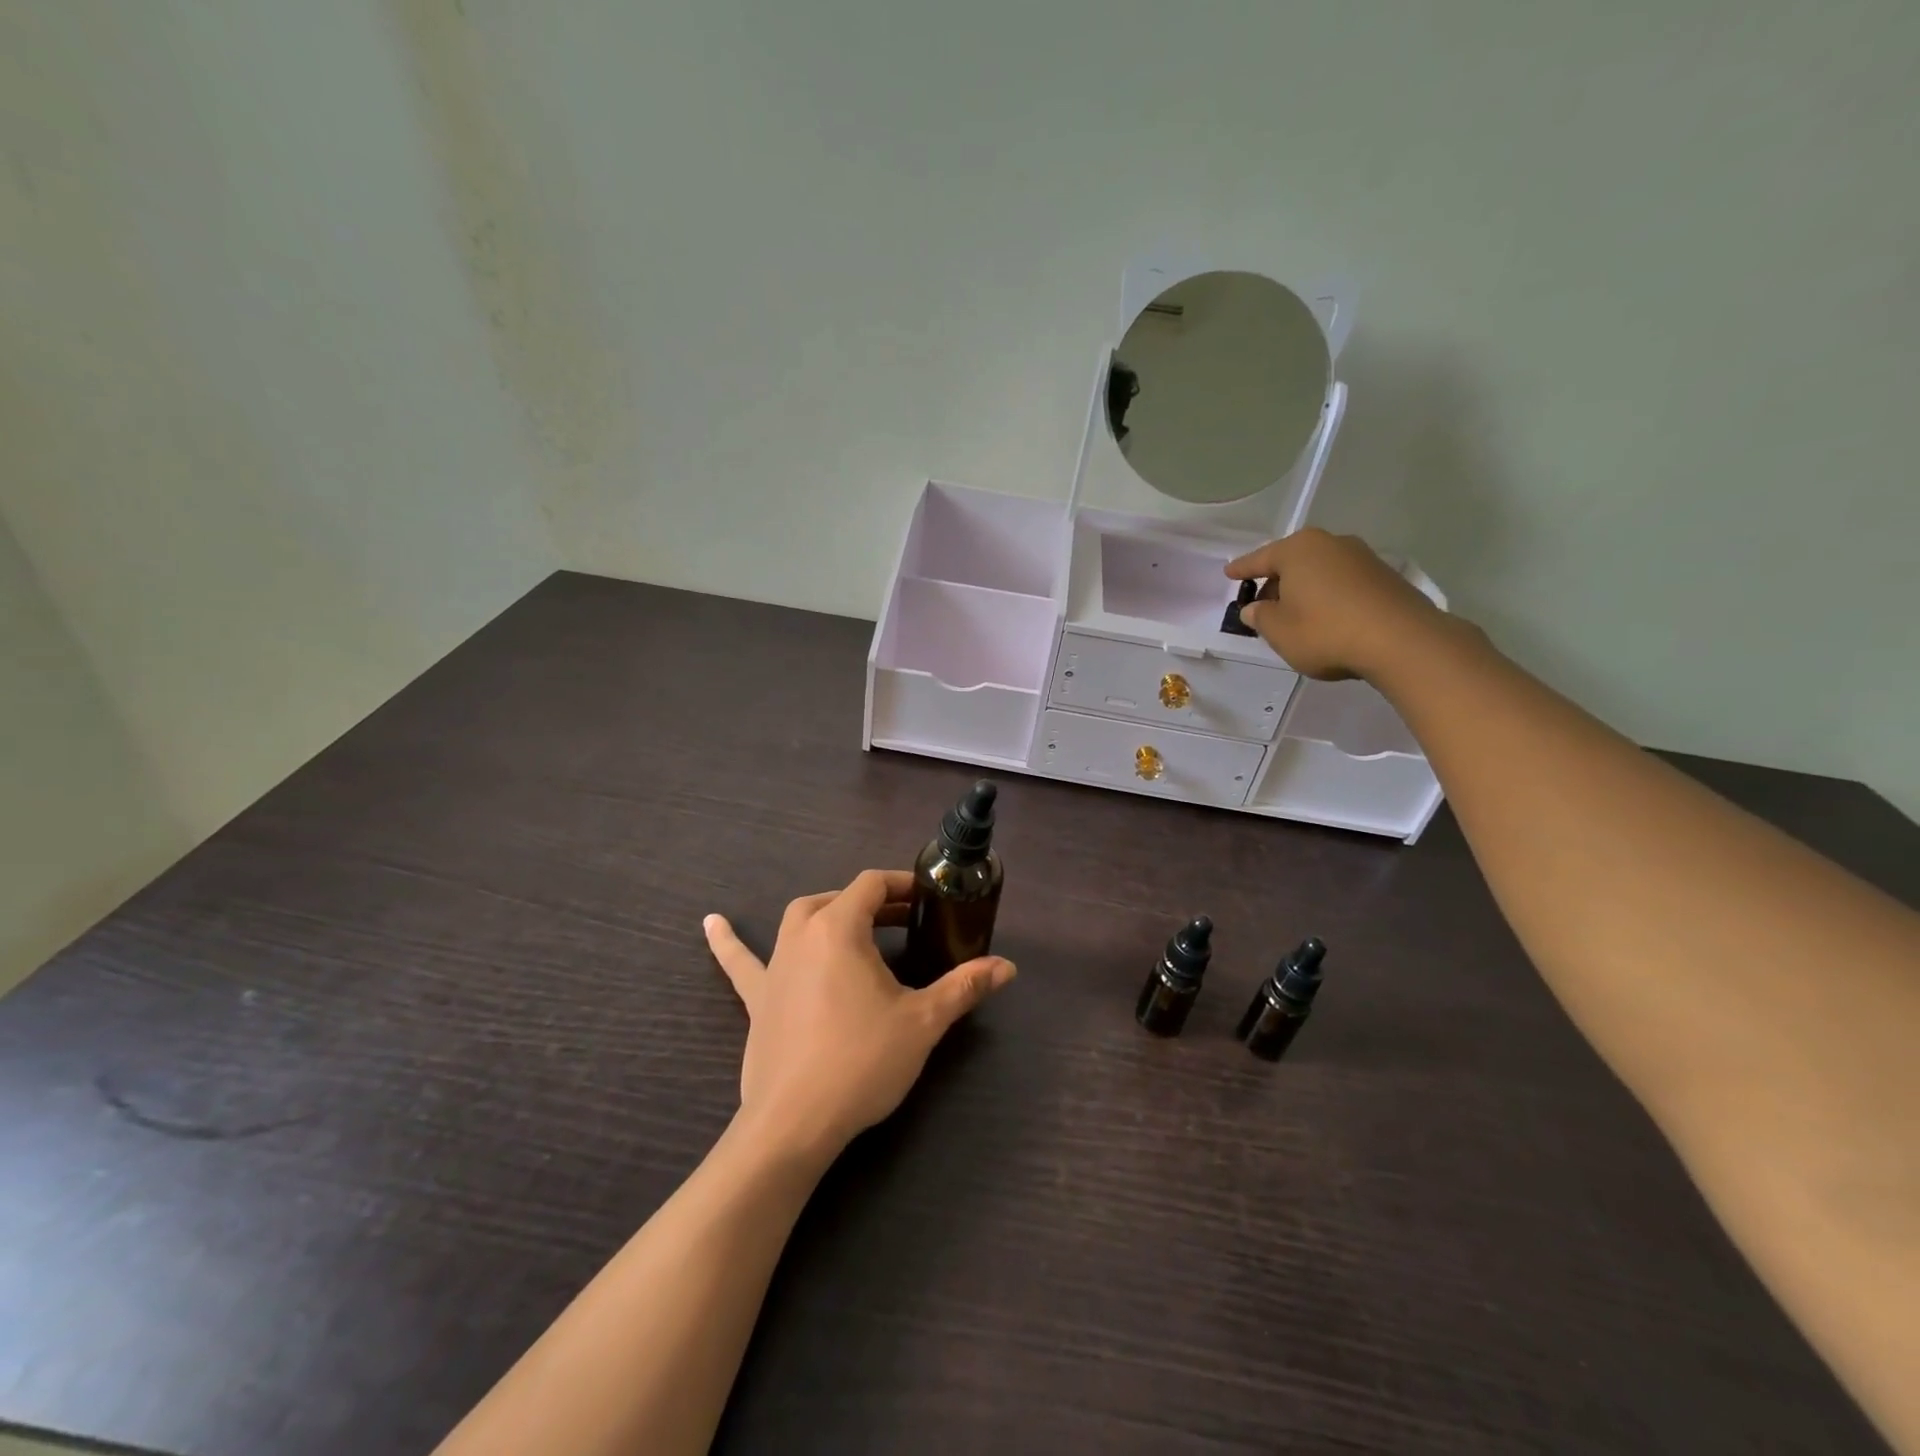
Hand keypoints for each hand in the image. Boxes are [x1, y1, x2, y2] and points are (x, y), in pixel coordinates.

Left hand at [703, 870, 1015, 1159]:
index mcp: (840, 928)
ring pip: (798, 920)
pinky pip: (741, 961)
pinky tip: (711, 923)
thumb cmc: (862, 1061)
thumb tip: (1008, 967)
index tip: (928, 899)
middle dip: (872, 903)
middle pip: (837, 899)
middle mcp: (802, 935)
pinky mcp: (758, 998)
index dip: (902, 885)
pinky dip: (728, 941)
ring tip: (852, 924)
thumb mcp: (922, 1021)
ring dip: (827, 914)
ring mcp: (774, 966)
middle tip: (904, 921)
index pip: (871, 885)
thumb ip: (965, 987)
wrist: (795, 1123)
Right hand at [1226, 528, 1449, 680]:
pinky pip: (1342, 582)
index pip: (1260, 559)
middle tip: (1263, 604)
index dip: (1242, 569)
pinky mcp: (1384, 576)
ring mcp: (1361, 557)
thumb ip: (1260, 617)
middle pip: (1292, 562)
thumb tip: (1255, 608)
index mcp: (1298, 550)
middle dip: (1276, 581)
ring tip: (1295, 614)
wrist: (1401, 641)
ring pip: (1319, 571)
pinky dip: (1328, 595)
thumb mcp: (1278, 631)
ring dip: (1304, 589)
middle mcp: (1330, 543)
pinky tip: (1326, 617)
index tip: (1229, 573)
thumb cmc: (1325, 631)